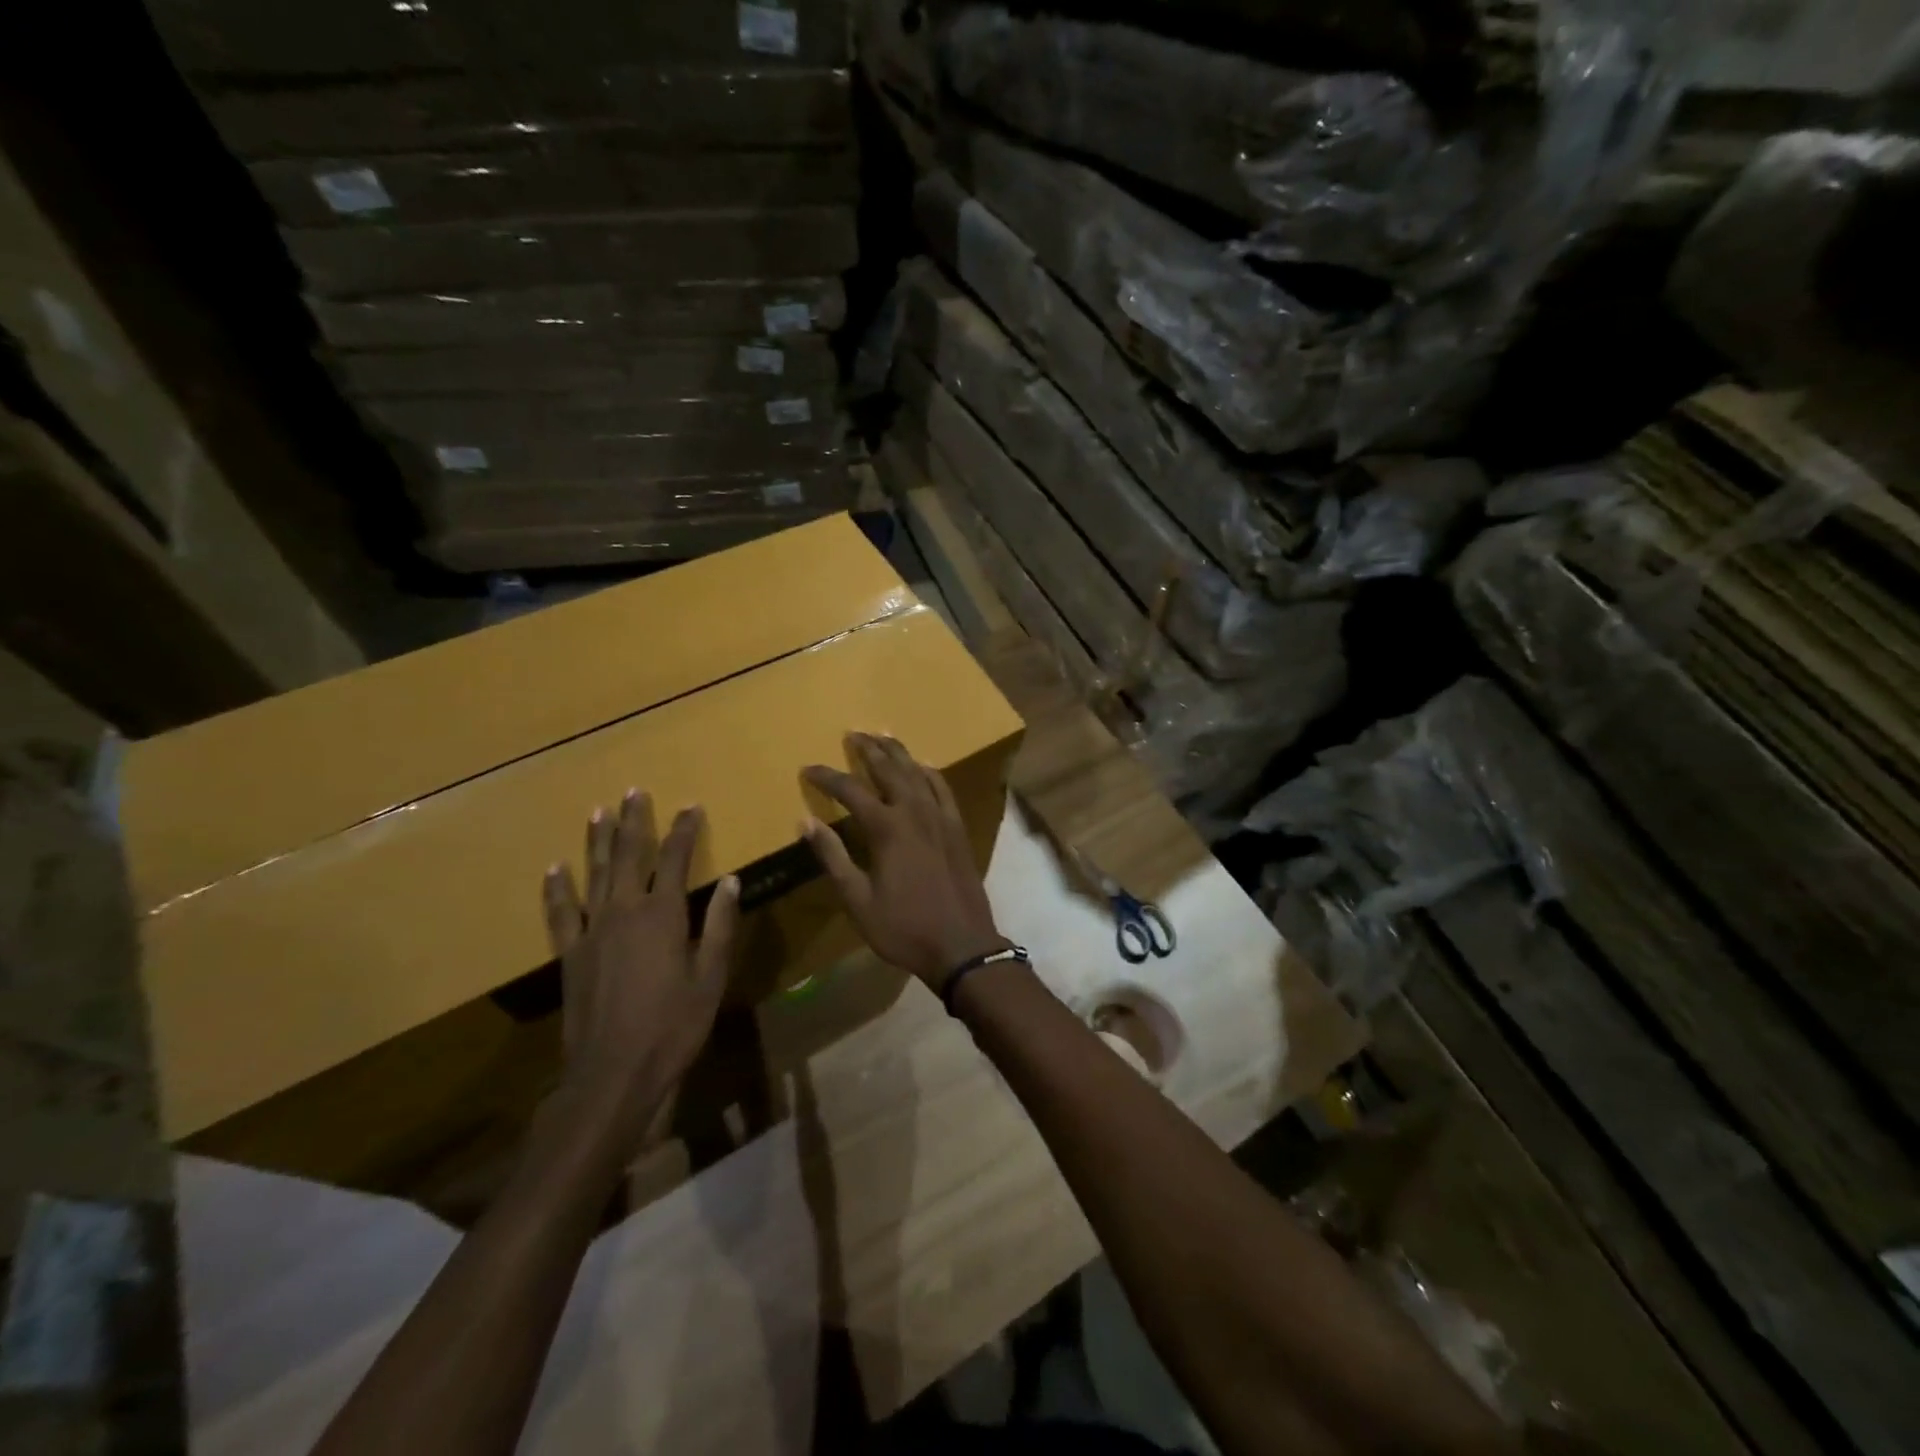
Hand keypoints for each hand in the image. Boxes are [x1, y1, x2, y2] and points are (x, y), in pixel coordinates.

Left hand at [540, 792, 739, 1159]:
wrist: (613, 1074)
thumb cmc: (673, 1026)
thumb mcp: (710, 977)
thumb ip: (719, 925)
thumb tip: (730, 880)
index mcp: (663, 915)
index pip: (675, 859)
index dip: (683, 830)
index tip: (690, 806)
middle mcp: (624, 912)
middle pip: (629, 855)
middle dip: (634, 821)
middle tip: (634, 791)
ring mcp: (591, 932)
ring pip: (595, 874)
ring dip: (598, 840)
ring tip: (599, 811)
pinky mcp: (569, 954)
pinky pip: (560, 913)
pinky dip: (557, 889)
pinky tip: (554, 868)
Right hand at [802, 733, 1007, 990]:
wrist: (962, 944)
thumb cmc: (903, 928)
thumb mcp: (857, 900)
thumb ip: (832, 857)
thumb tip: (805, 822)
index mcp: (887, 829)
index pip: (850, 790)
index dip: (827, 777)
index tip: (808, 769)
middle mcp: (915, 812)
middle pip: (889, 769)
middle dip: (868, 749)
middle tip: (852, 733)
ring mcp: (941, 817)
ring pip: (918, 772)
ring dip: (899, 752)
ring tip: (883, 736)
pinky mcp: (958, 827)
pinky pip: (943, 788)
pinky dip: (930, 772)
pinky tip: (923, 766)